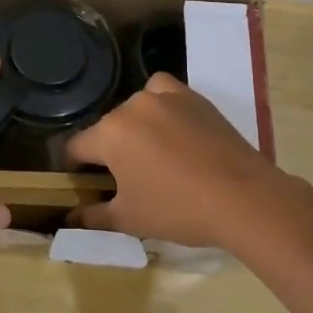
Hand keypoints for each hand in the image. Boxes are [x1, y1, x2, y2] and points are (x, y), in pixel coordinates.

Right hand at [66, 74, 312, 250]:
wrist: (242, 198)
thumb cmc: (178, 210)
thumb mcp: (129, 219)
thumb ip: (93, 216)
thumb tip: (70, 217)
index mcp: (110, 133)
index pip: (76, 147)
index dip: (74, 169)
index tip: (84, 185)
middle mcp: (133, 106)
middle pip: (107, 128)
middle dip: (109, 151)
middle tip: (125, 180)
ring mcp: (165, 97)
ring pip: (135, 108)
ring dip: (135, 127)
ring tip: (152, 155)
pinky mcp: (193, 97)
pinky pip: (165, 93)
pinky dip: (162, 106)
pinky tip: (173, 130)